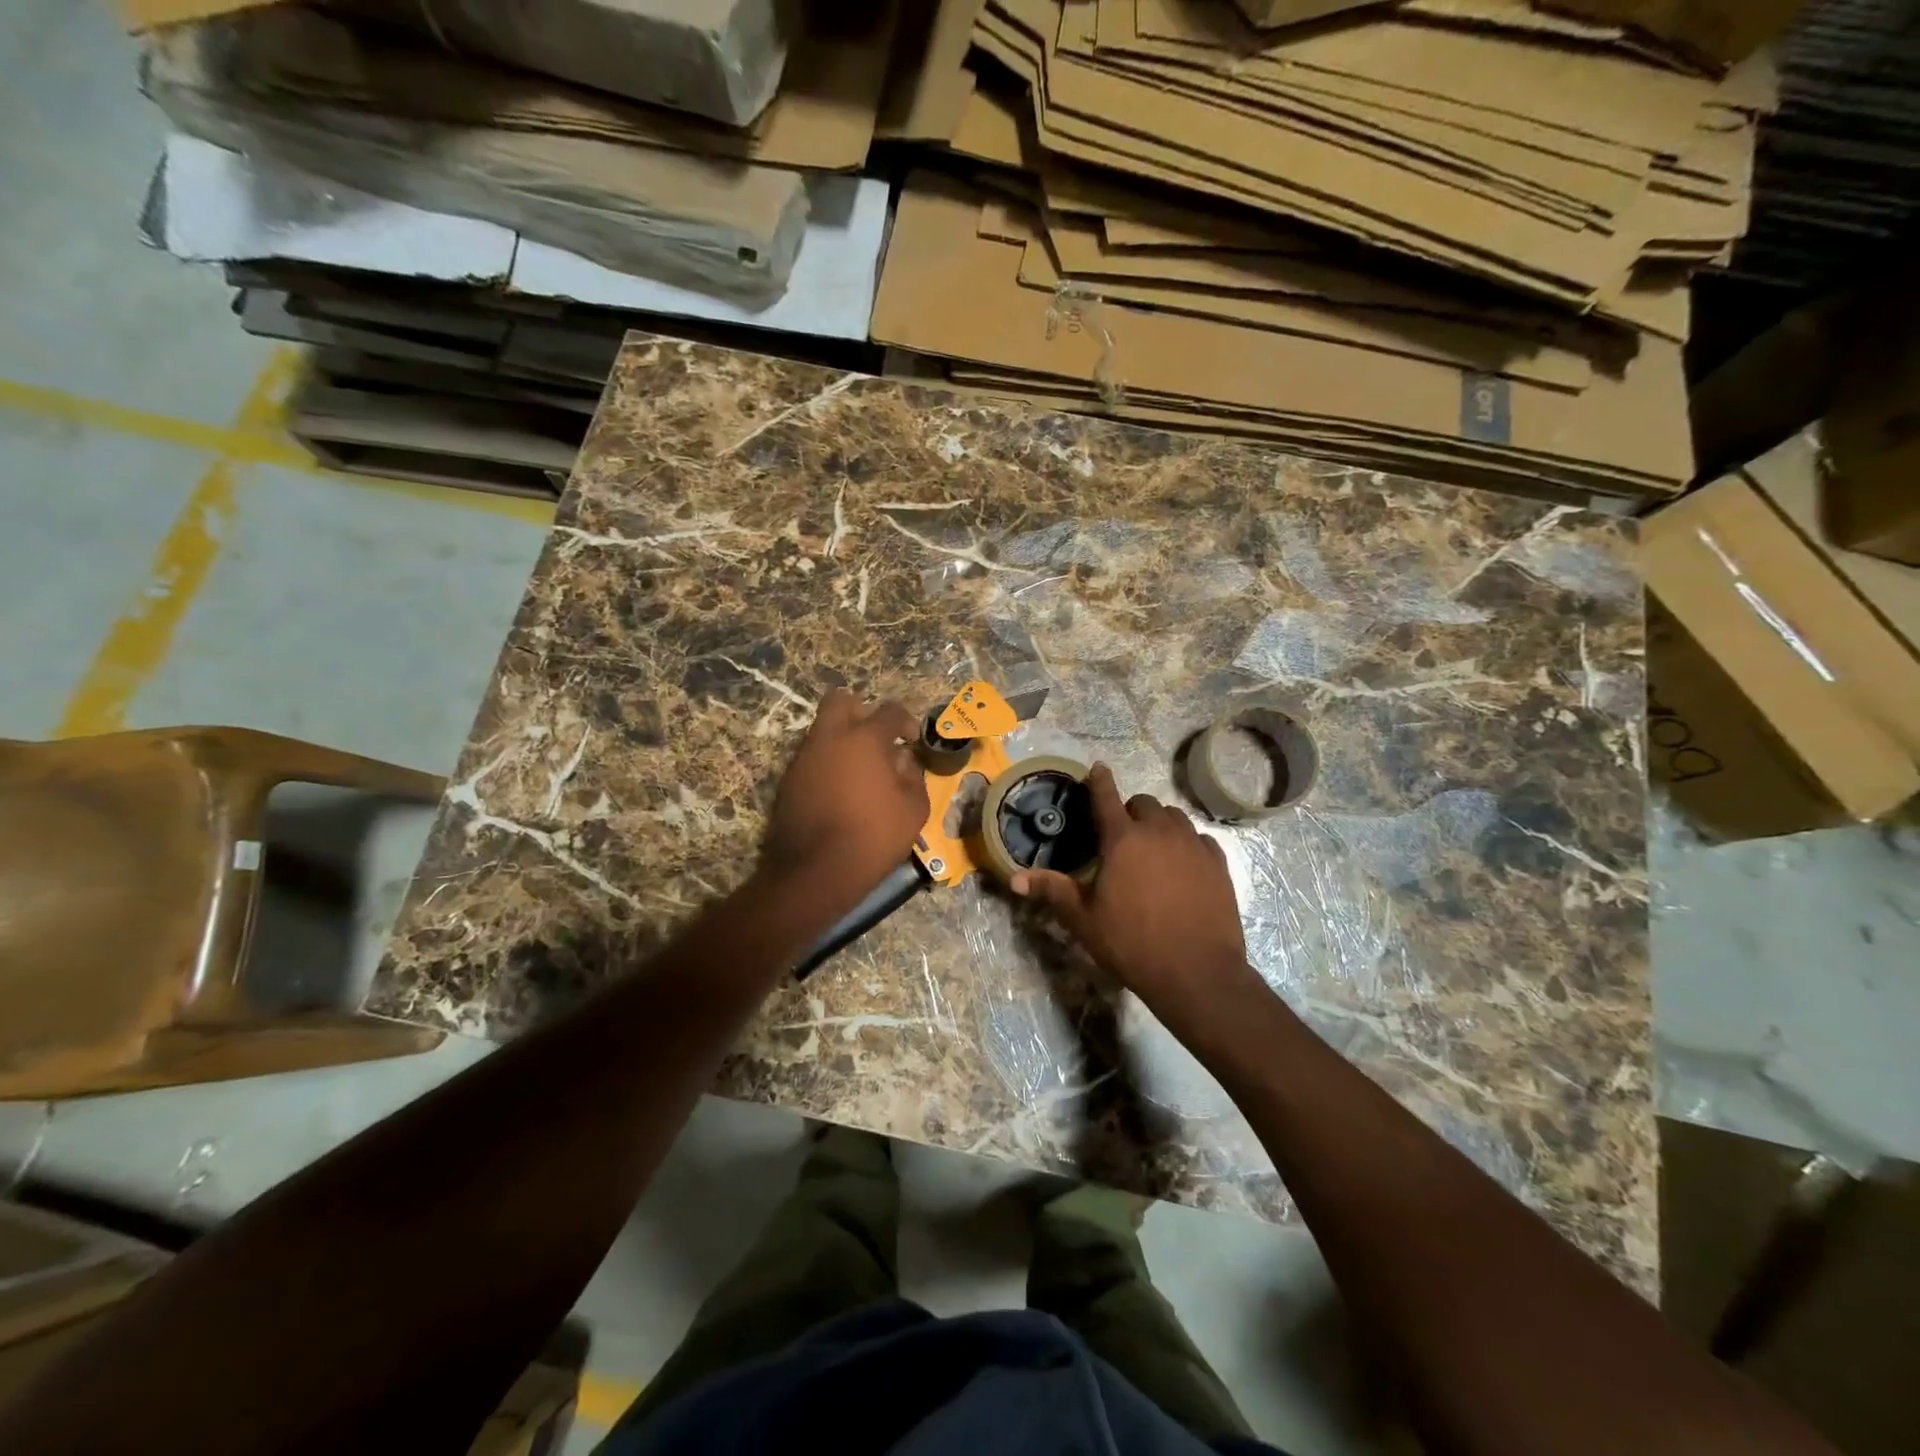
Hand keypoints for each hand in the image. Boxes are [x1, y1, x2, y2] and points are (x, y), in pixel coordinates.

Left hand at [760, 690, 929, 911]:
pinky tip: (840, 791)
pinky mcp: (788, 780)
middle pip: (841, 701)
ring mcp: (804, 757)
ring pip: (823, 730)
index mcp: (864, 738)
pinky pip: (812, 757)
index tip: (911, 740)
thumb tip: (903, 762)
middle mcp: (829, 738)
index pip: (889, 710)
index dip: (905, 721)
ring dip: (843, 740)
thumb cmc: (873, 837)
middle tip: (876, 740)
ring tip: (860, 771)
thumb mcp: (914, 810)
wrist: (815, 872)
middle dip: (862, 712)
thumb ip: (914, 777)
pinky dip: (827, 764)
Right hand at [1013, 764, 1259, 1038]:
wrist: (1197, 973)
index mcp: (1123, 839)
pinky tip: (1183, 864)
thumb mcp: (1084, 919)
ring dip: (1159, 823)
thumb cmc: (1132, 943)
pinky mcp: (1218, 863)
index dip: (1099, 780)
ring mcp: (1193, 845)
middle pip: (1144, 803)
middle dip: (1130, 811)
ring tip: (1152, 847)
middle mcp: (1159, 832)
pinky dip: (1187, 842)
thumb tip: (1014, 879)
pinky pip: (1199, 838)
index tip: (1097, 768)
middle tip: (1121, 835)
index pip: (1106, 797)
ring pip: (1174, 817)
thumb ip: (1052, 891)